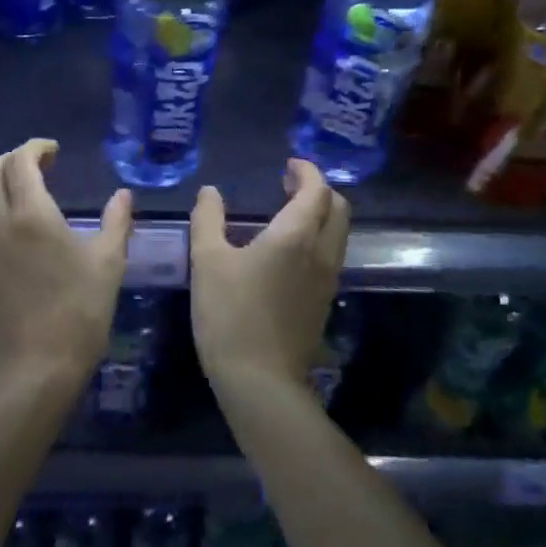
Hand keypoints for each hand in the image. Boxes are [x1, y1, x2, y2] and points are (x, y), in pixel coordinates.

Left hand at [0, 139, 133, 389]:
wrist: (35, 368)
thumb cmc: (78, 311)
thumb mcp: (109, 263)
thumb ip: (116, 221)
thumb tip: (123, 195)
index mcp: (30, 213)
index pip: (20, 161)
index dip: (36, 147)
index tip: (56, 150)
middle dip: (16, 158)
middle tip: (45, 164)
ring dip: (5, 181)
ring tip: (36, 189)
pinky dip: (0, 205)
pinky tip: (25, 224)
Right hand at [190, 158, 349, 391]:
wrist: (260, 382)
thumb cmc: (230, 314)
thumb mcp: (207, 261)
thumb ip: (208, 219)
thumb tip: (210, 192)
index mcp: (296, 237)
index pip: (317, 191)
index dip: (307, 171)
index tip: (289, 164)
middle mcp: (321, 254)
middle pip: (338, 209)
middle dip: (319, 189)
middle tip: (289, 183)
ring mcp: (327, 281)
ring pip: (338, 234)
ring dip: (321, 214)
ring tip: (287, 211)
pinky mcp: (323, 303)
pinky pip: (330, 256)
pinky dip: (318, 238)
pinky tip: (288, 249)